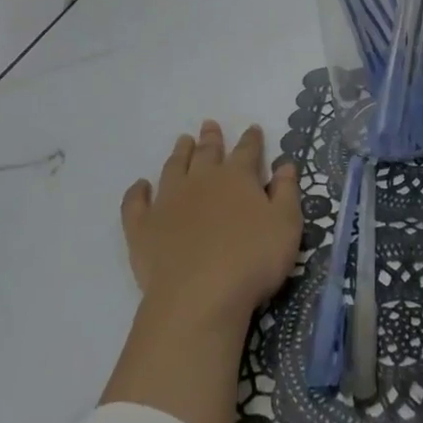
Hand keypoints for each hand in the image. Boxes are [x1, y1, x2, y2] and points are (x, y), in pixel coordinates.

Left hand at [120, 120, 301, 332]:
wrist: (199, 297)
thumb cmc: (251, 260)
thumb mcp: (286, 226)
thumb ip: (286, 193)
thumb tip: (285, 165)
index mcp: (237, 178)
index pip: (247, 150)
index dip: (251, 139)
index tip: (253, 129)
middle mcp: (201, 180)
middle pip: (207, 153)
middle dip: (211, 138)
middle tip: (209, 125)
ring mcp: (168, 202)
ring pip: (173, 168)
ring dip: (179, 153)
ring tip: (182, 141)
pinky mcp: (143, 228)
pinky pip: (136, 203)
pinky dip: (137, 192)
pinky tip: (140, 186)